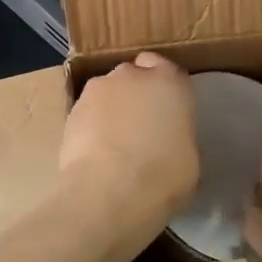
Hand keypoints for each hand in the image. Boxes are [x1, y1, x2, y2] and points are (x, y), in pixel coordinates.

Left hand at [58, 52, 198, 236]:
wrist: (109, 193)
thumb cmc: (163, 176)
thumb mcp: (189, 156)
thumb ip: (177, 133)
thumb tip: (166, 139)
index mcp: (169, 81)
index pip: (165, 68)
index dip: (162, 87)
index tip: (164, 109)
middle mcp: (131, 75)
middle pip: (133, 76)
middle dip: (135, 94)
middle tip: (140, 126)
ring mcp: (97, 90)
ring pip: (106, 93)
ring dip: (111, 109)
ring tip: (113, 143)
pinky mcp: (71, 111)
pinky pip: (87, 113)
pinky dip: (91, 126)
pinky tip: (95, 153)